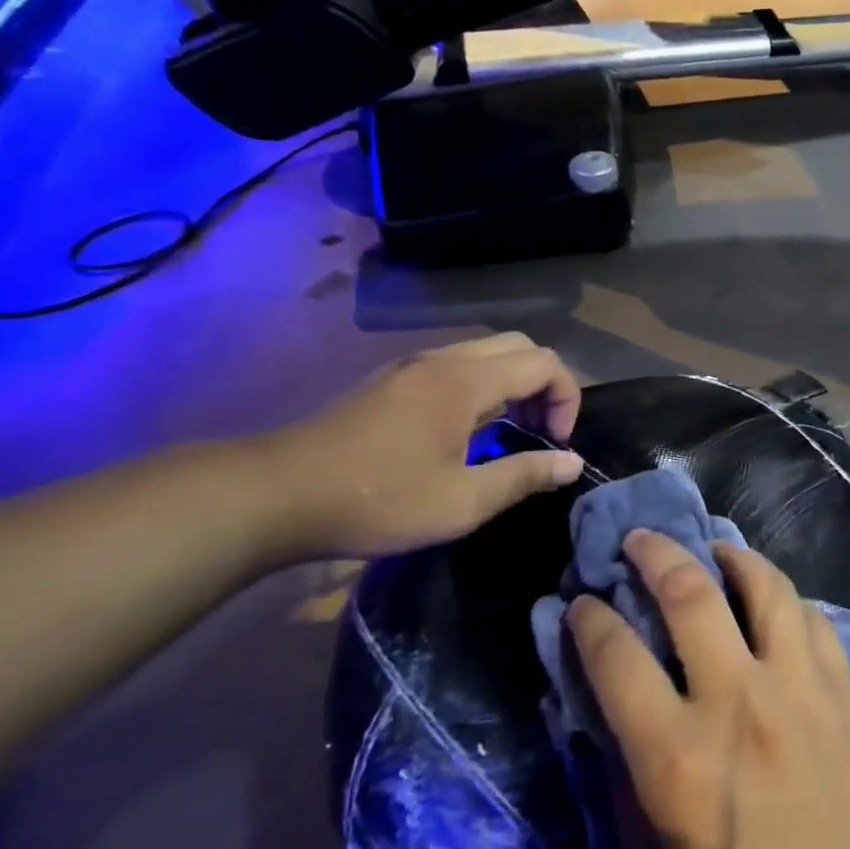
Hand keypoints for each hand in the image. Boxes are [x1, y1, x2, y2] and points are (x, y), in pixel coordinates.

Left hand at [253, 333, 583, 561]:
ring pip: (486, 352)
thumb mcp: (462, 502)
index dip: (567, 398)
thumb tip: (573, 463)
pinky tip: (468, 429)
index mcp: (465, 382)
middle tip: (541, 431)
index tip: (557, 442)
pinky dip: (484, 385)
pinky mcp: (390, 381)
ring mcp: (412, 367)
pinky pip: (457, 364)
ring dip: (514, 383)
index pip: (543, 363)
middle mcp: (442, 360)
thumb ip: (524, 476)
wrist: (275, 495)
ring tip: (511, 431)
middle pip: (519, 346)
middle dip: (545, 384)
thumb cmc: (378, 499)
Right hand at [569, 532, 849, 848]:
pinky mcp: (841, 691)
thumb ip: (620, 761)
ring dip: (731, 555)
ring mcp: (798, 690)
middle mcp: (738, 705)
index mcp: (675, 758)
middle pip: (690, 594)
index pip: (616, 655)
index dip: (590, 616)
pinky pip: (810, 616)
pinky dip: (782, 597)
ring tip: (712, 548)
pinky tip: (769, 600)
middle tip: (639, 539)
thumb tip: (602, 689)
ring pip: (764, 586)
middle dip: (655, 553)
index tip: (583, 601)